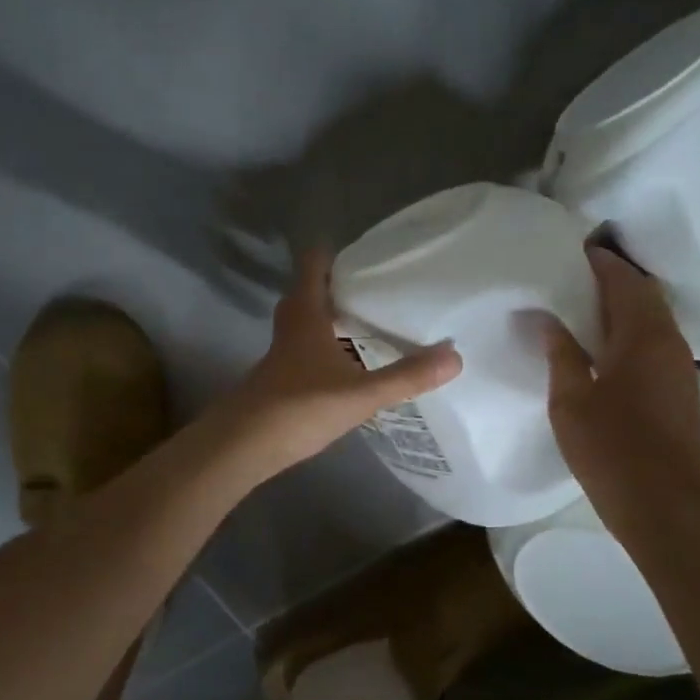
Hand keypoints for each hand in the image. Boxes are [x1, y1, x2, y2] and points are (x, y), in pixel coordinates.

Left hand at [215, 249, 461, 480]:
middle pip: (310, 292)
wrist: (244, 445)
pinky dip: (327, 346)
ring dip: (333, 317)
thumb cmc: (300, 407)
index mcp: (306, 315)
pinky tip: (350, 364)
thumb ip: (406, 376)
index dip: (336, 254)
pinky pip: (307, 349)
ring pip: (308, 322)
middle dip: (339, 286)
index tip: (369, 255)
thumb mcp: (360, 394)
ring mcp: (282, 354)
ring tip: (372, 321)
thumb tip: (455, 356)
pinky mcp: (281, 378)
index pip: (314, 265)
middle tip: (376, 288)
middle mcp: (291, 327)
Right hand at [544, 247, 699, 524]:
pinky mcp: (680, 391)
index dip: (601, 262)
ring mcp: (680, 368)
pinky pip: (655, 343)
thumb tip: (545, 316)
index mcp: (643, 338)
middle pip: (645, 296)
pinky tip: (601, 347)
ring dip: (623, 306)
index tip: (573, 250)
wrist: (665, 509)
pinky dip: (630, 331)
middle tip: (573, 276)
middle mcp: (670, 343)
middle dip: (613, 279)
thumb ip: (559, 353)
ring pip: (653, 320)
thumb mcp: (571, 401)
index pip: (624, 282)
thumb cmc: (611, 451)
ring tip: (581, 307)